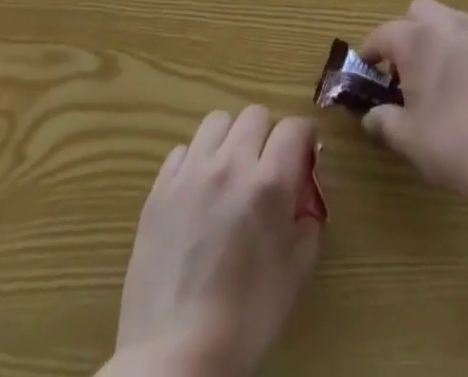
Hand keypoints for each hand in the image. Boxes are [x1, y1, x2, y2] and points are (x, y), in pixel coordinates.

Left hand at [112, 107, 321, 376]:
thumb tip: (303, 194)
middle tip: (266, 169)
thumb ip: (308, 219)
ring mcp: (191, 173)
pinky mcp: (159, 190)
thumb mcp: (296, 271)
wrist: (175, 358)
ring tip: (229, 173)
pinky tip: (197, 193)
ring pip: (218, 121)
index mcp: (269, 182)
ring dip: (230, 139)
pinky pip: (182, 151)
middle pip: (256, 114)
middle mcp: (231, 164)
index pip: (296, 126)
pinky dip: (195, 161)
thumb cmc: (245, 319)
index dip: (304, 139)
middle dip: (268, 136)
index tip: (303, 159)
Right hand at [360, 0, 467, 200]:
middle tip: (406, 71)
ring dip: (439, 40)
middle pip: (420, 11)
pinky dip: (467, 55)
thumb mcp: (407, 139)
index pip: (384, 34)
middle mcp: (449, 25)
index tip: (366, 72)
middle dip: (408, 33)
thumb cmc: (451, 142)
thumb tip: (371, 117)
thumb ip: (384, 122)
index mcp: (418, 39)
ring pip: (451, 22)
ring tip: (439, 80)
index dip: (370, 52)